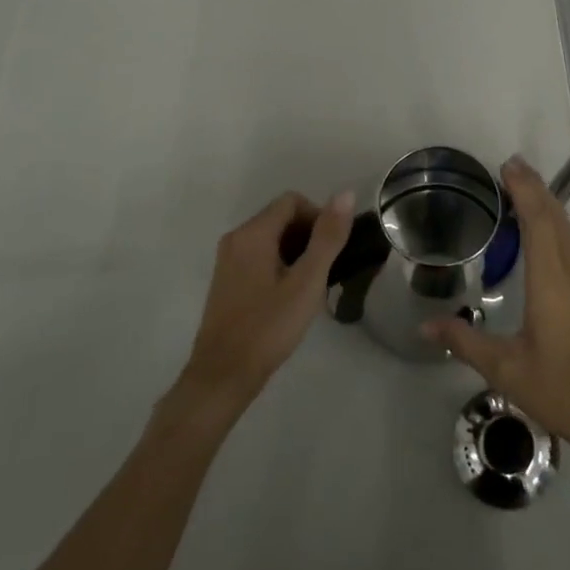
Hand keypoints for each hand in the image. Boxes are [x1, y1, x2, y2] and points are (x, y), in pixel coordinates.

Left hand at [173, 190, 353, 424]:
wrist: (223, 375)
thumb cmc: (268, 326)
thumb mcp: (307, 282)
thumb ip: (327, 237)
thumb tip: (346, 194)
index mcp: (253, 233)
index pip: (292, 201)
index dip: (318, 216)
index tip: (333, 248)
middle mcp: (236, 238)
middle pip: (280, 217)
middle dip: (308, 234)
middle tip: (327, 269)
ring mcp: (228, 260)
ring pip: (270, 238)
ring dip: (296, 251)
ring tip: (312, 285)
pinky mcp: (227, 280)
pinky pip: (259, 256)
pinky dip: (279, 264)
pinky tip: (291, 296)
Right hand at [424, 158, 569, 462]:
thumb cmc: (562, 390)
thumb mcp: (506, 370)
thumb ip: (464, 342)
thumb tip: (424, 325)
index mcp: (552, 282)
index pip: (539, 221)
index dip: (524, 190)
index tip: (508, 166)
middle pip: (557, 217)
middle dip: (536, 187)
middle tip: (512, 167)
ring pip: (569, 230)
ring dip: (548, 204)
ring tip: (526, 190)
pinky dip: (557, 226)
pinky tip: (547, 234)